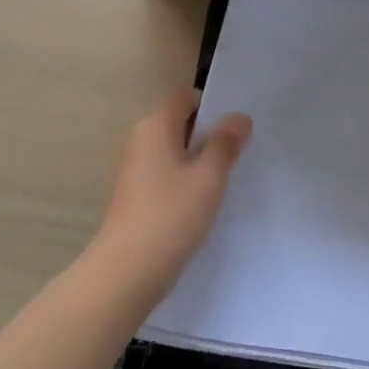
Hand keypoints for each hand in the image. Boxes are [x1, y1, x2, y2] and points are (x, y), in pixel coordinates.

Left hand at [94, 88, 252, 284]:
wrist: (128, 270)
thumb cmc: (171, 214)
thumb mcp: (209, 176)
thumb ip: (226, 143)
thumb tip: (238, 118)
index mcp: (155, 126)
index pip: (184, 98)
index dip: (210, 106)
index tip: (235, 128)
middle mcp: (140, 141)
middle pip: (179, 124)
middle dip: (208, 135)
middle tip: (239, 153)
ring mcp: (134, 169)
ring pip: (174, 152)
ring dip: (198, 161)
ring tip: (226, 180)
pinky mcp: (135, 195)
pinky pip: (166, 175)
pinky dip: (185, 181)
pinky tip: (203, 202)